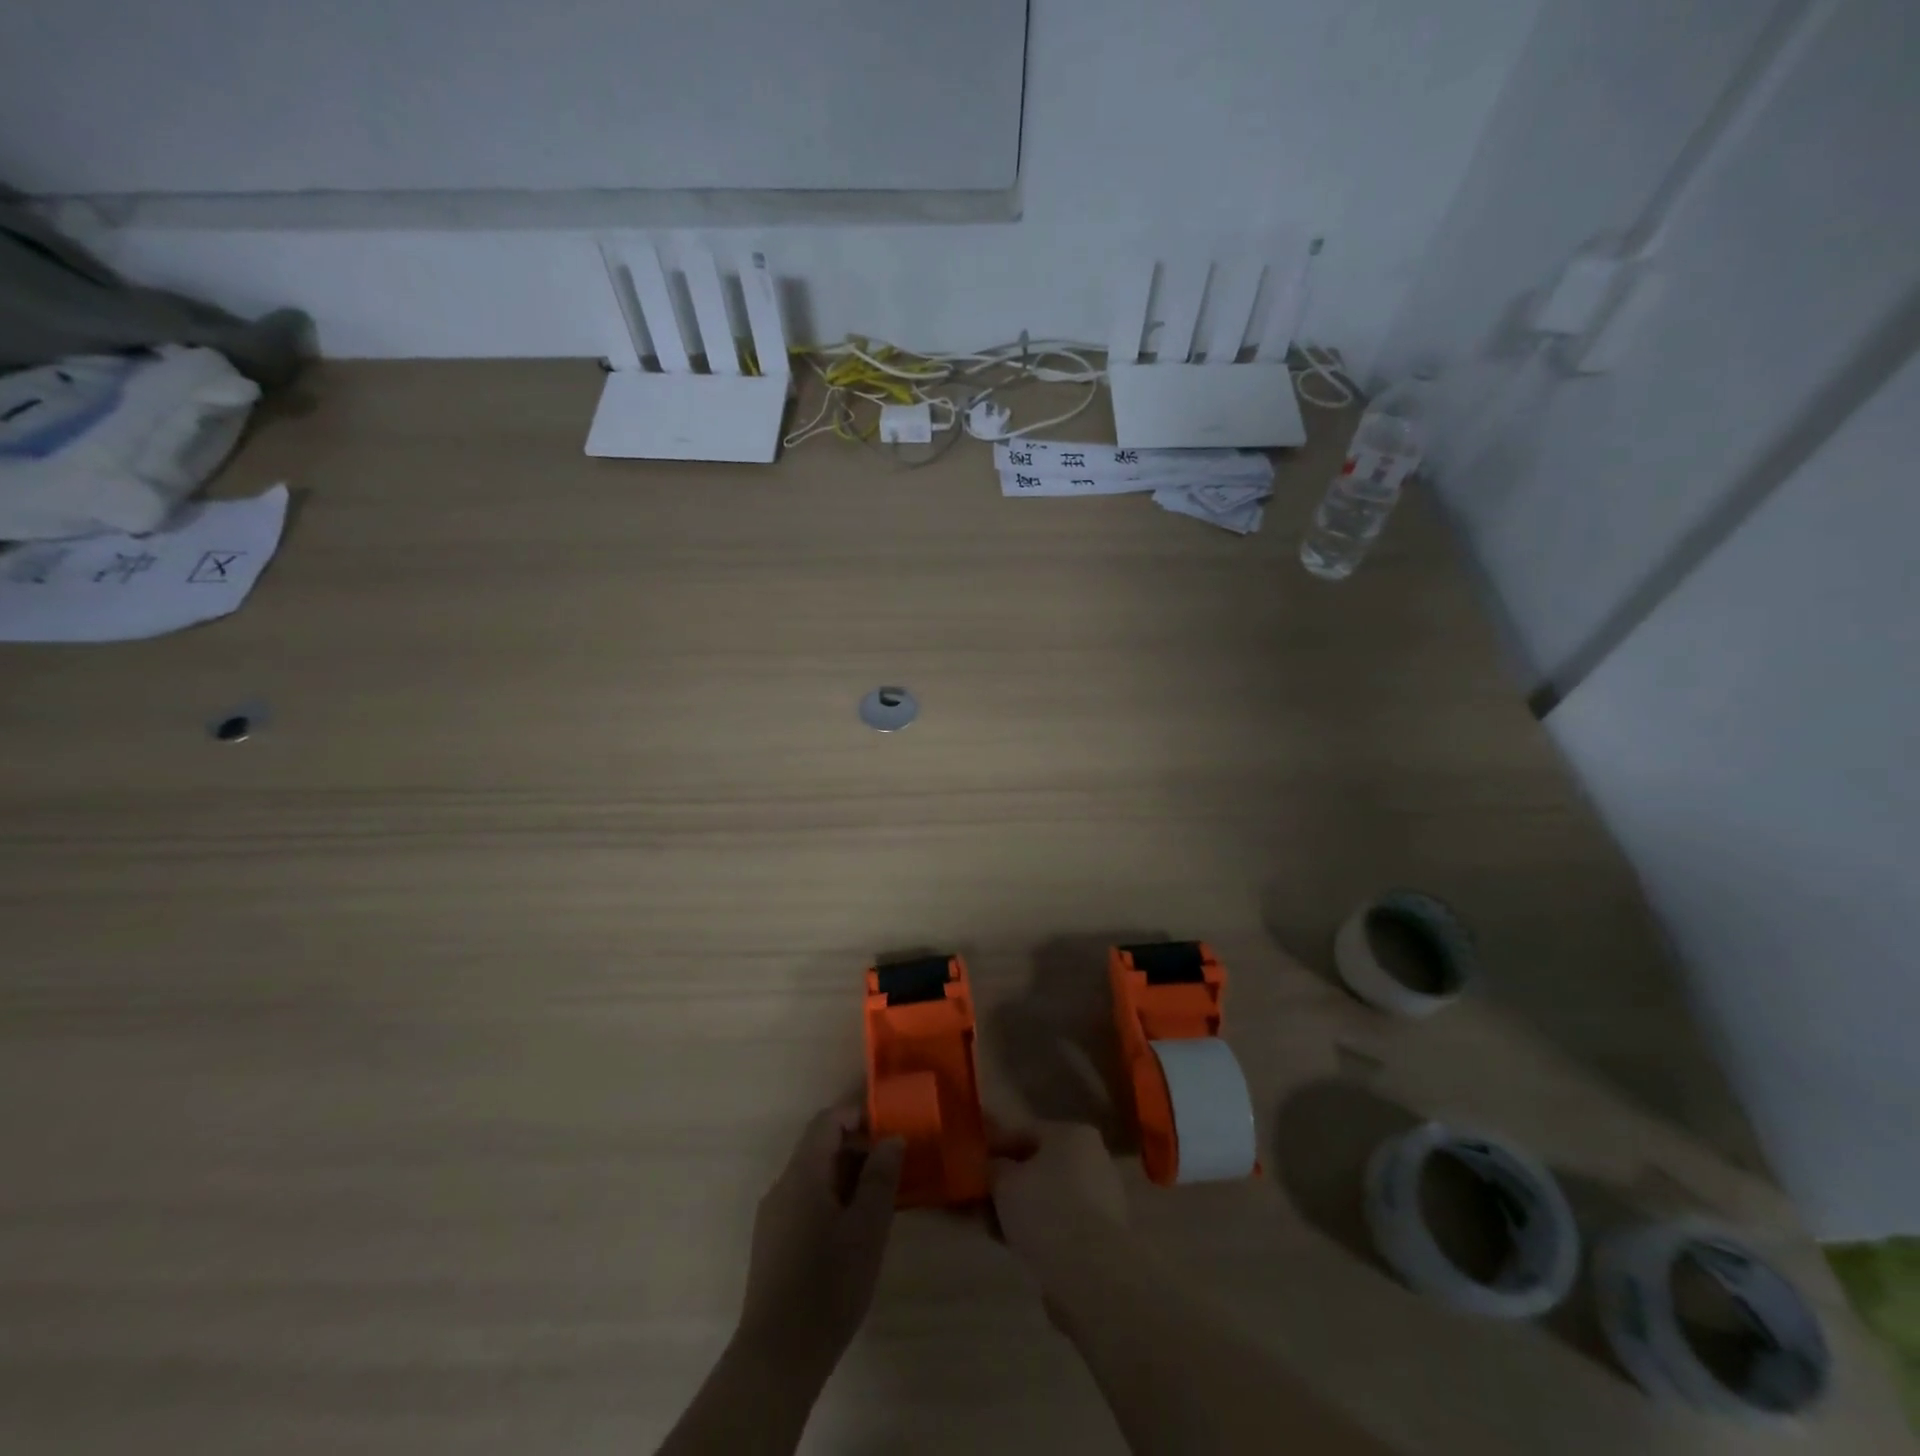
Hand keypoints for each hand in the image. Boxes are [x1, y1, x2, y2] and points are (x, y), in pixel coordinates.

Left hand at [736, 1103, 903, 1372]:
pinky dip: (832, 1199)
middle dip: (857, 1149)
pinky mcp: (772, 1243)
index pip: (828, 1120)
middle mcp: (782, 1185)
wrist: (777, 1357)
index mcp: (802, 1173)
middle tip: (893, 1169)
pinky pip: (805, 1201)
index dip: (859, 1116)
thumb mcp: (867, 1227)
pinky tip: (852, 1231)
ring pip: (813, 1176)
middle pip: (820, 1146)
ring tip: (879, 1201)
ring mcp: (773, 1215)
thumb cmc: (828, 1285)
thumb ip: (881, 1177)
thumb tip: (892, 1138)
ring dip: (847, 1177)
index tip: (890, 1131)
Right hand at [990, 1119, 1126, 1264]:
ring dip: (1019, 1209)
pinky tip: (1010, 1244)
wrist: (1091, 1273)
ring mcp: (1100, 1198)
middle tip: (978, 1197)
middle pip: (1038, 1166)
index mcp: (1073, 1134)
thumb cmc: (1047, 1210)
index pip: (1025, 1132)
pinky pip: (1059, 1223)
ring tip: (989, 1226)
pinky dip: (1036, 1230)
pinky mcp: (1100, 1235)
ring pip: (1047, 1197)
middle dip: (1007, 1182)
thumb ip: (993, 1168)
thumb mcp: (1005, 1182)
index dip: (995, 1146)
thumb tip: (991, 1168)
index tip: (971, 1162)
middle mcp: (1092, 1159)